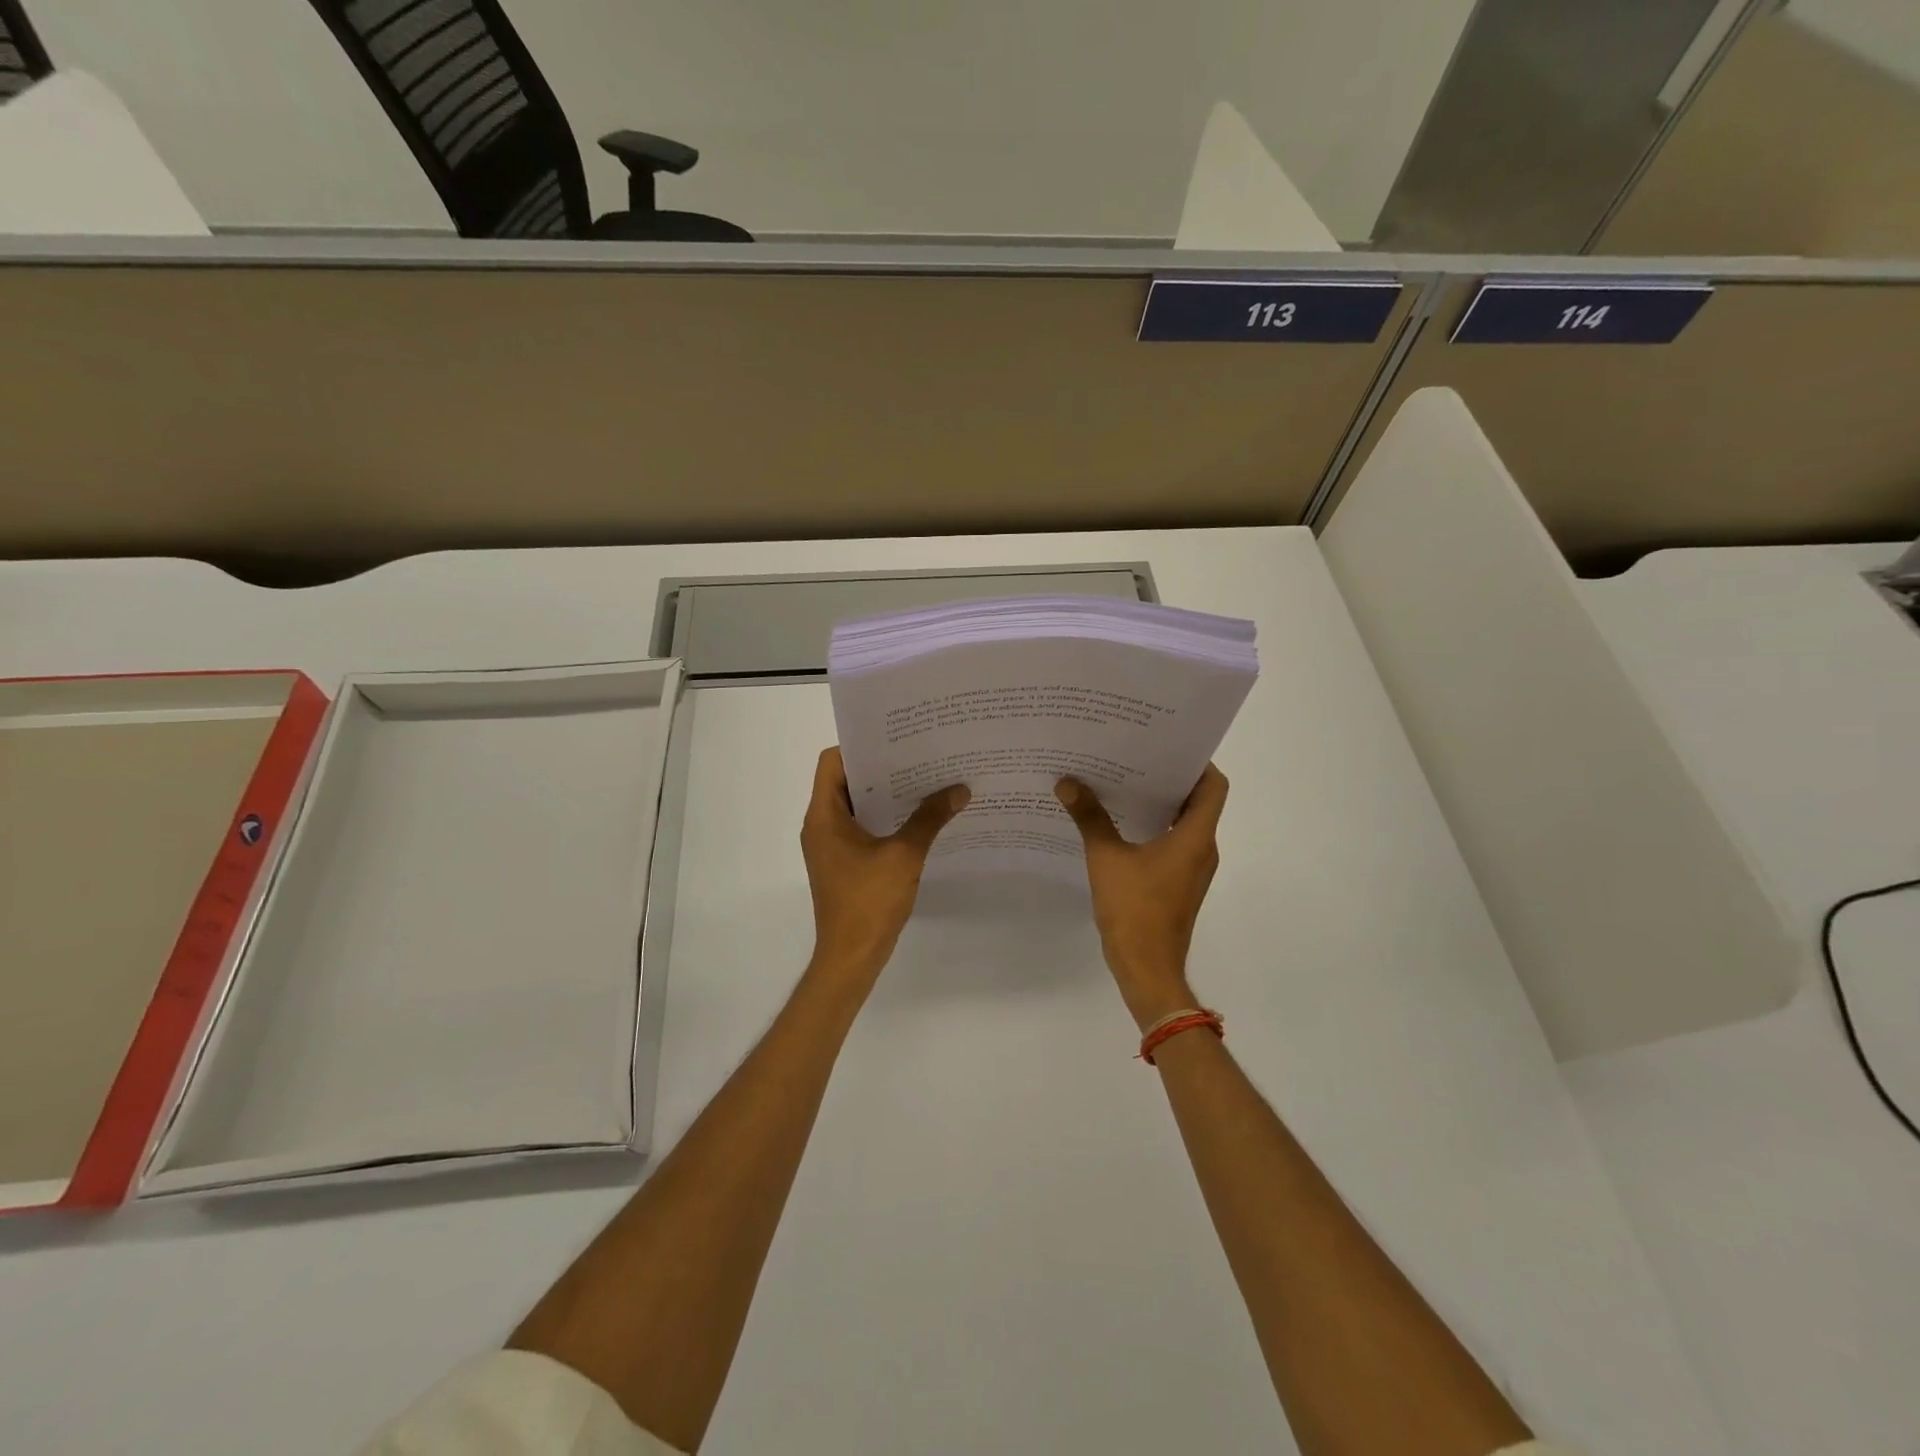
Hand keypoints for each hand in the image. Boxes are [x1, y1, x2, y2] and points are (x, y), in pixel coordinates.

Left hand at [801, 747, 968, 982]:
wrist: (851, 957)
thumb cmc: (869, 901)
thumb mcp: (904, 855)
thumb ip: (930, 818)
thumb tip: (959, 789)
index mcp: (824, 816)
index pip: (832, 762)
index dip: (861, 747)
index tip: (896, 741)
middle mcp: (820, 825)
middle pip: (845, 781)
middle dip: (881, 768)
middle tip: (919, 756)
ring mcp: (830, 846)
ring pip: (856, 806)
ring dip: (886, 795)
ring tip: (924, 782)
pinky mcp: (843, 863)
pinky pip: (861, 828)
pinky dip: (885, 819)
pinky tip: (918, 819)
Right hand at [1055, 765, 1228, 1028]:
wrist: (1147, 969)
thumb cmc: (1134, 910)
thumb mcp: (1106, 858)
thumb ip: (1089, 817)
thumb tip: (1067, 782)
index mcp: (1195, 837)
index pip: (1213, 786)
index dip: (1197, 762)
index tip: (1166, 746)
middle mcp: (1202, 849)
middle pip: (1198, 801)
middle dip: (1169, 778)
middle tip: (1134, 756)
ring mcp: (1192, 869)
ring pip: (1184, 823)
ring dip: (1159, 804)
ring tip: (1122, 783)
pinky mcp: (1179, 884)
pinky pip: (1173, 844)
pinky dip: (1153, 828)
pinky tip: (1118, 824)